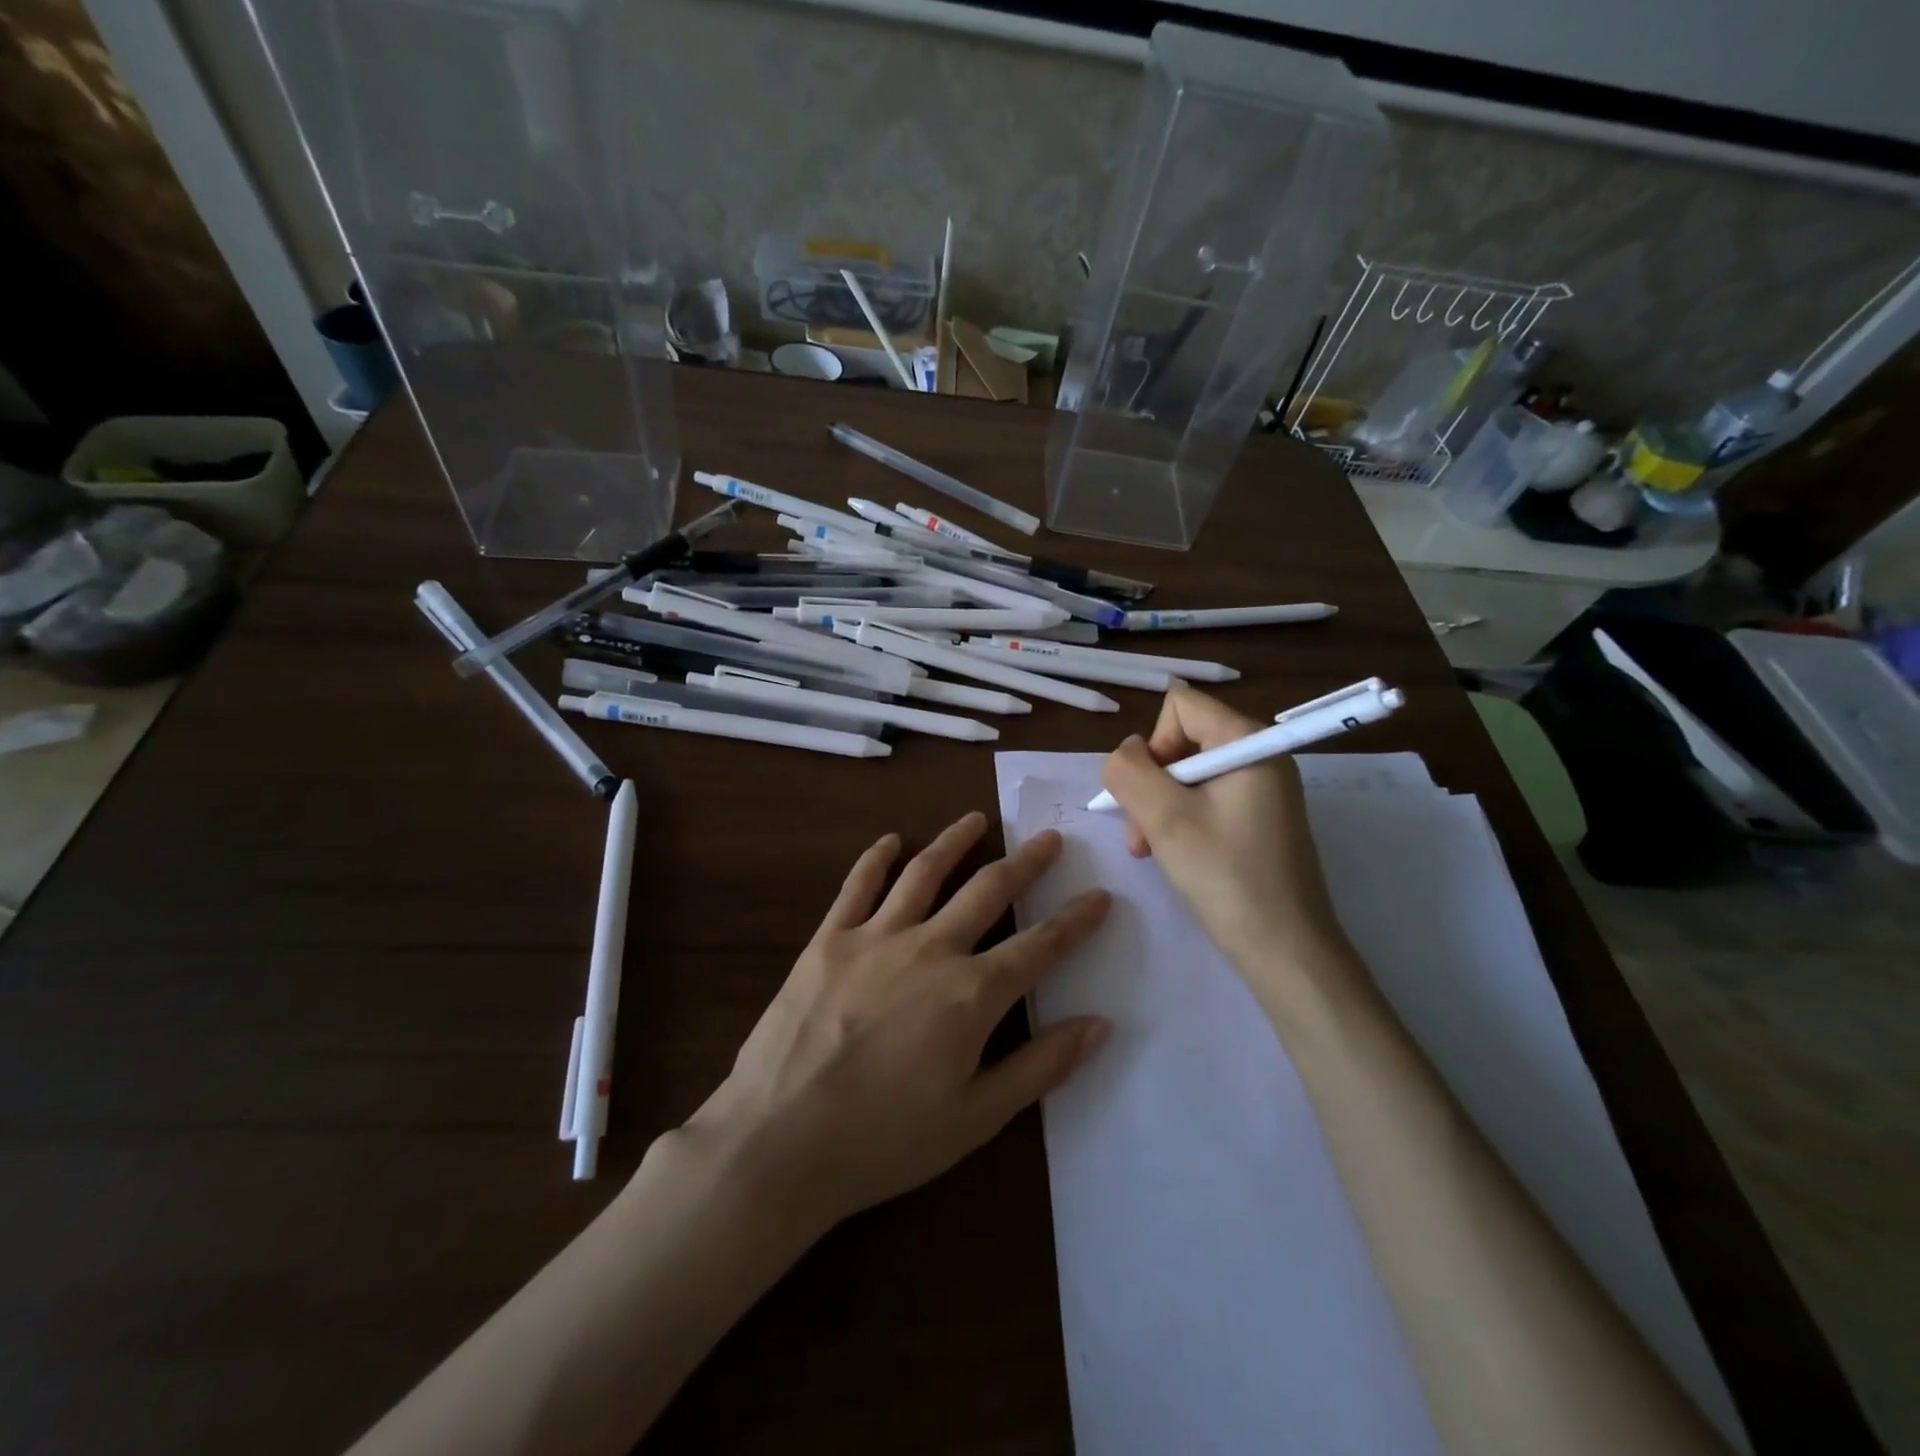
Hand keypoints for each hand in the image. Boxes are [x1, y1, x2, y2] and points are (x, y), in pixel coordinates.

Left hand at [681, 811, 1110, 1233]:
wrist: (779, 1141)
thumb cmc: (884, 1142)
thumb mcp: (976, 1118)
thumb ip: (1041, 1067)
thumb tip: (1099, 1024)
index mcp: (971, 995)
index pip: (1040, 946)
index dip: (1076, 920)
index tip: (1100, 895)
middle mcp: (930, 949)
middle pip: (989, 891)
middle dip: (1026, 863)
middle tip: (1048, 838)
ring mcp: (875, 937)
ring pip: (925, 872)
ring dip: (955, 841)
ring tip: (978, 820)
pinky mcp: (829, 939)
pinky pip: (858, 885)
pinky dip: (877, 857)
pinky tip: (891, 839)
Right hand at [1098, 684, 1350, 978]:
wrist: (1286, 951)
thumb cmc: (1226, 878)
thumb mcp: (1164, 819)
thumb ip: (1130, 771)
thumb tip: (1124, 753)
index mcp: (1249, 742)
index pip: (1181, 705)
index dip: (1153, 743)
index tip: (1151, 793)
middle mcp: (1261, 756)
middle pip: (1182, 740)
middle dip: (1151, 782)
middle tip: (1141, 833)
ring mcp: (1263, 788)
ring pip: (1188, 774)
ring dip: (1159, 806)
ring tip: (1149, 849)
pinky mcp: (1260, 818)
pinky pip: (1206, 799)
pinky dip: (1180, 820)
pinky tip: (1172, 854)